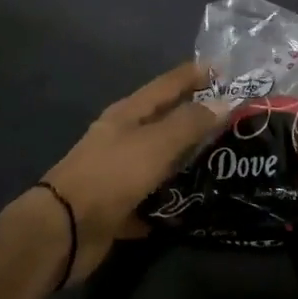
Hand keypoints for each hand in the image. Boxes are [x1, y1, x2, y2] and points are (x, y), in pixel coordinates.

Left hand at [37, 63, 224, 283]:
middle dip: (195, 118)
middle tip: (233, 119)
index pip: (167, 84)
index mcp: (128, 113)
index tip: (225, 69)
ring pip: (158, 160)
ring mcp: (117, 172)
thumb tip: (226, 101)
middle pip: (164, 121)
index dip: (194, 74)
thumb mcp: (155, 144)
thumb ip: (189, 123)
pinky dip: (167, 202)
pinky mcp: (116, 206)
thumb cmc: (111, 176)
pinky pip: (149, 199)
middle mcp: (122, 137)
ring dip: (184, 160)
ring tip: (221, 162)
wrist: (64, 229)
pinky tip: (191, 208)